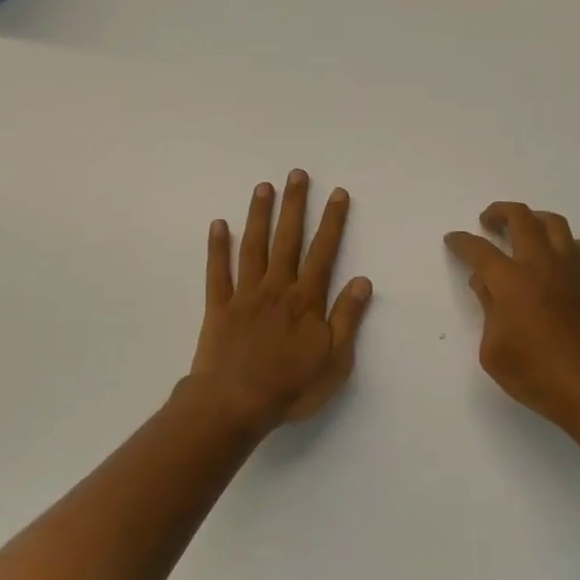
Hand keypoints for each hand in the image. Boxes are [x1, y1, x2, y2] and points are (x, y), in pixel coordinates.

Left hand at [187, 170, 372, 434]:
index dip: (332, 221)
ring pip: (253, 247)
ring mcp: (245, 295)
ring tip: (263, 187)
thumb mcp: (334, 360)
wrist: (234, 405)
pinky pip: (218, 272)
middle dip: (294, 205)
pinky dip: (217, 248)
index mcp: (306, 299)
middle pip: (288, 239)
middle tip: (296, 174)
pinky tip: (218, 225)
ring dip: (259, 215)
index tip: (337, 193)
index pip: (324, 252)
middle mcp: (276, 288)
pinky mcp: (218, 308)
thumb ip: (347, 318)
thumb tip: (363, 281)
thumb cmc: (290, 386)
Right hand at [444, 203, 579, 432]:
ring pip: (556, 224)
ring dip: (535, 219)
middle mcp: (542, 264)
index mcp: (511, 281)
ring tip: (526, 229)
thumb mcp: (494, 351)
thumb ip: (488, 310)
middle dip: (499, 212)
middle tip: (488, 221)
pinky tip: (565, 258)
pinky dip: (572, 246)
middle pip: (520, 218)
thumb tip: (485, 284)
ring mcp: (574, 270)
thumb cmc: (537, 375)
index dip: (461, 242)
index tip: (453, 239)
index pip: (479, 250)